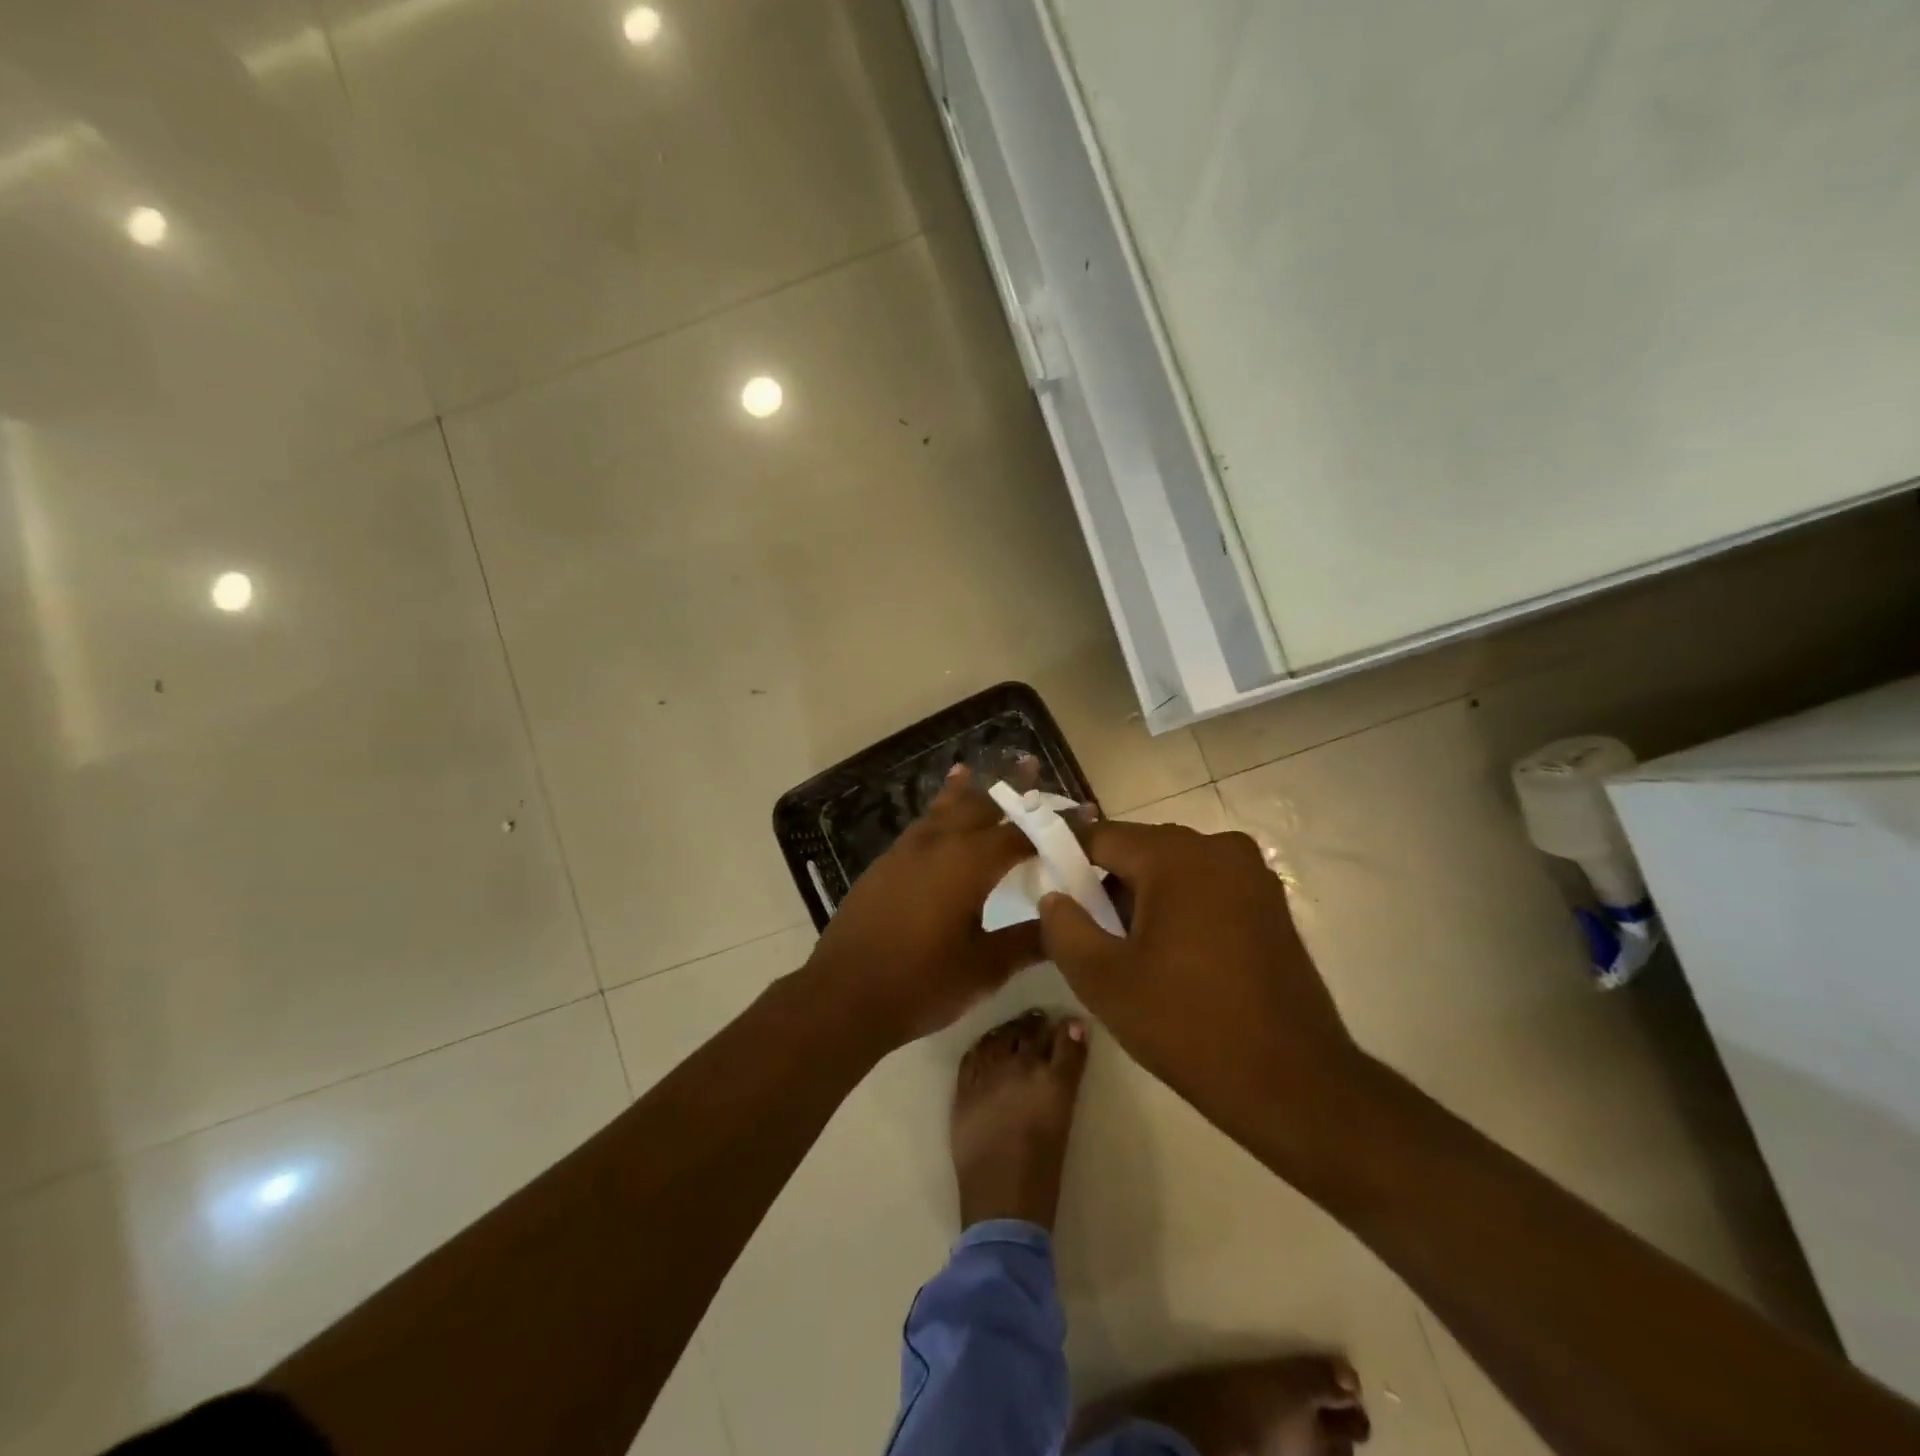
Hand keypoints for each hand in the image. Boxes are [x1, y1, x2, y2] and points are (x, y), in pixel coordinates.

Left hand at [807, 766, 1047, 1048]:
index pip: (1023, 834)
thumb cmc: (920, 983)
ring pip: (945, 809)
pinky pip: (922, 824)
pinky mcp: (887, 863)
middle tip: (1031, 767)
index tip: (1085, 813)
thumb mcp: (984, 969)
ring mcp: (907, 850)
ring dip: (968, 793)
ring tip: (977, 771)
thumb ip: (1028, 942)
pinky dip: (937, 810)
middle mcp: (939, 843)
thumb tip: (1064, 924)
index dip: (1056, 825)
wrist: (842, 996)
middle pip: (982, 805)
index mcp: (969, 863)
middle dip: (1010, 788)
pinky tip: (939, 815)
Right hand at [1036, 821, 1359, 1128]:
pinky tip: (1174, 958)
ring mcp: (1253, 875)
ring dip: (1145, 899)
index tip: (1047, 891)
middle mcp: (1220, 848)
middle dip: (1108, 884)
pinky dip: (1181, 909)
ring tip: (1130, 953)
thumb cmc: (1188, 1025)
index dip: (1066, 859)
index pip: (1101, 837)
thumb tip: (1054, 896)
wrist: (1293, 1083)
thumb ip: (1063, 927)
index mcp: (1177, 856)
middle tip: (1089, 934)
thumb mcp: (1103, 980)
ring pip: (1175, 870)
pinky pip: (1207, 888)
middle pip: (1140, 850)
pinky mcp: (1272, 904)